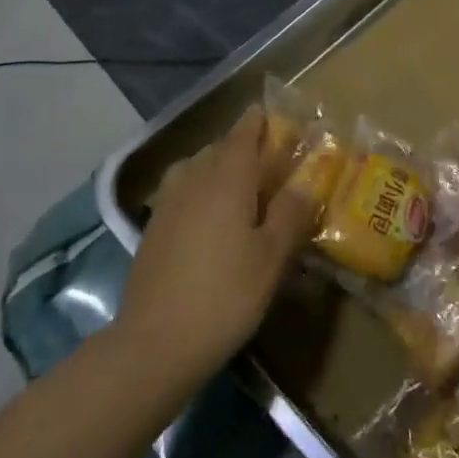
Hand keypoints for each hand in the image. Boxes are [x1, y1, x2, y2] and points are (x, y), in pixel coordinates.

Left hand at [114, 105, 313, 387]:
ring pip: (195, 168)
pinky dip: (198, 189)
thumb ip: (290, 213)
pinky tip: (208, 217)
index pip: (243, 133)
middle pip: (218, 148)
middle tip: (266, 157)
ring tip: (237, 184)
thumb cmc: (225, 295)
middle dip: (241, 145)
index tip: (270, 113)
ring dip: (216, 166)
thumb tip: (305, 182)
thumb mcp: (272, 256)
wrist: (154, 344)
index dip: (257, 121)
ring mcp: (168, 204)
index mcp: (227, 178)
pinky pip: (180, 191)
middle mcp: (194, 179)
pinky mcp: (153, 229)